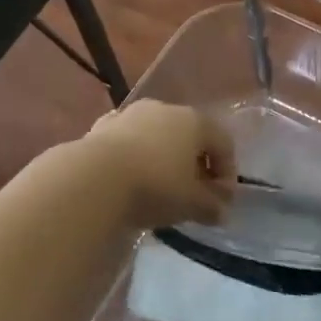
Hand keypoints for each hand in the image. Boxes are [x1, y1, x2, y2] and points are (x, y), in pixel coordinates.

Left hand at [82, 101, 236, 228]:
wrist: (92, 179)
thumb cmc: (154, 187)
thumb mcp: (191, 204)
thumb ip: (212, 207)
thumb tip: (221, 212)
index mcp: (195, 121)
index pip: (224, 143)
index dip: (228, 174)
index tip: (221, 202)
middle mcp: (165, 109)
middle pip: (191, 136)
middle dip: (196, 165)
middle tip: (194, 195)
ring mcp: (130, 114)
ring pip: (158, 136)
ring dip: (165, 159)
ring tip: (160, 189)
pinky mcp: (102, 126)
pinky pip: (129, 141)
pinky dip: (136, 157)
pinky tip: (130, 180)